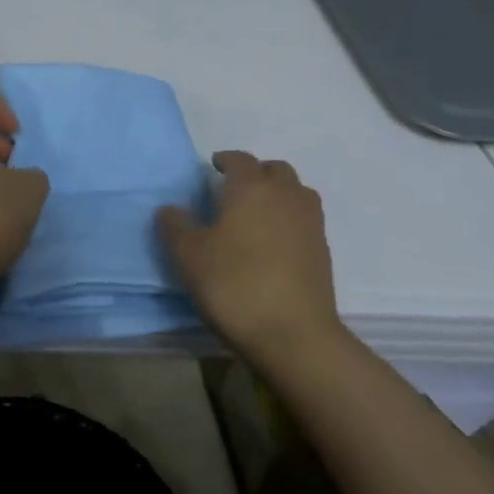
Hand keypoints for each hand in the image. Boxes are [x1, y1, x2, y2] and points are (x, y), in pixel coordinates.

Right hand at [157, 151, 339, 359]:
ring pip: (296, 192)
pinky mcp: (323, 251)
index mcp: (251, 188)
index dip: (226, 160)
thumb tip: (170, 209)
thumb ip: (176, 226)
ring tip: (258, 213)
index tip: (214, 167)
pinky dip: (290, 220)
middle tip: (235, 189)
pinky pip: (305, 220)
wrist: (293, 334)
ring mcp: (310, 223)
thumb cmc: (234, 284)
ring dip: (278, 193)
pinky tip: (273, 242)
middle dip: (256, 173)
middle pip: (275, 170)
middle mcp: (285, 196)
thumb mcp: (189, 255)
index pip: (240, 160)